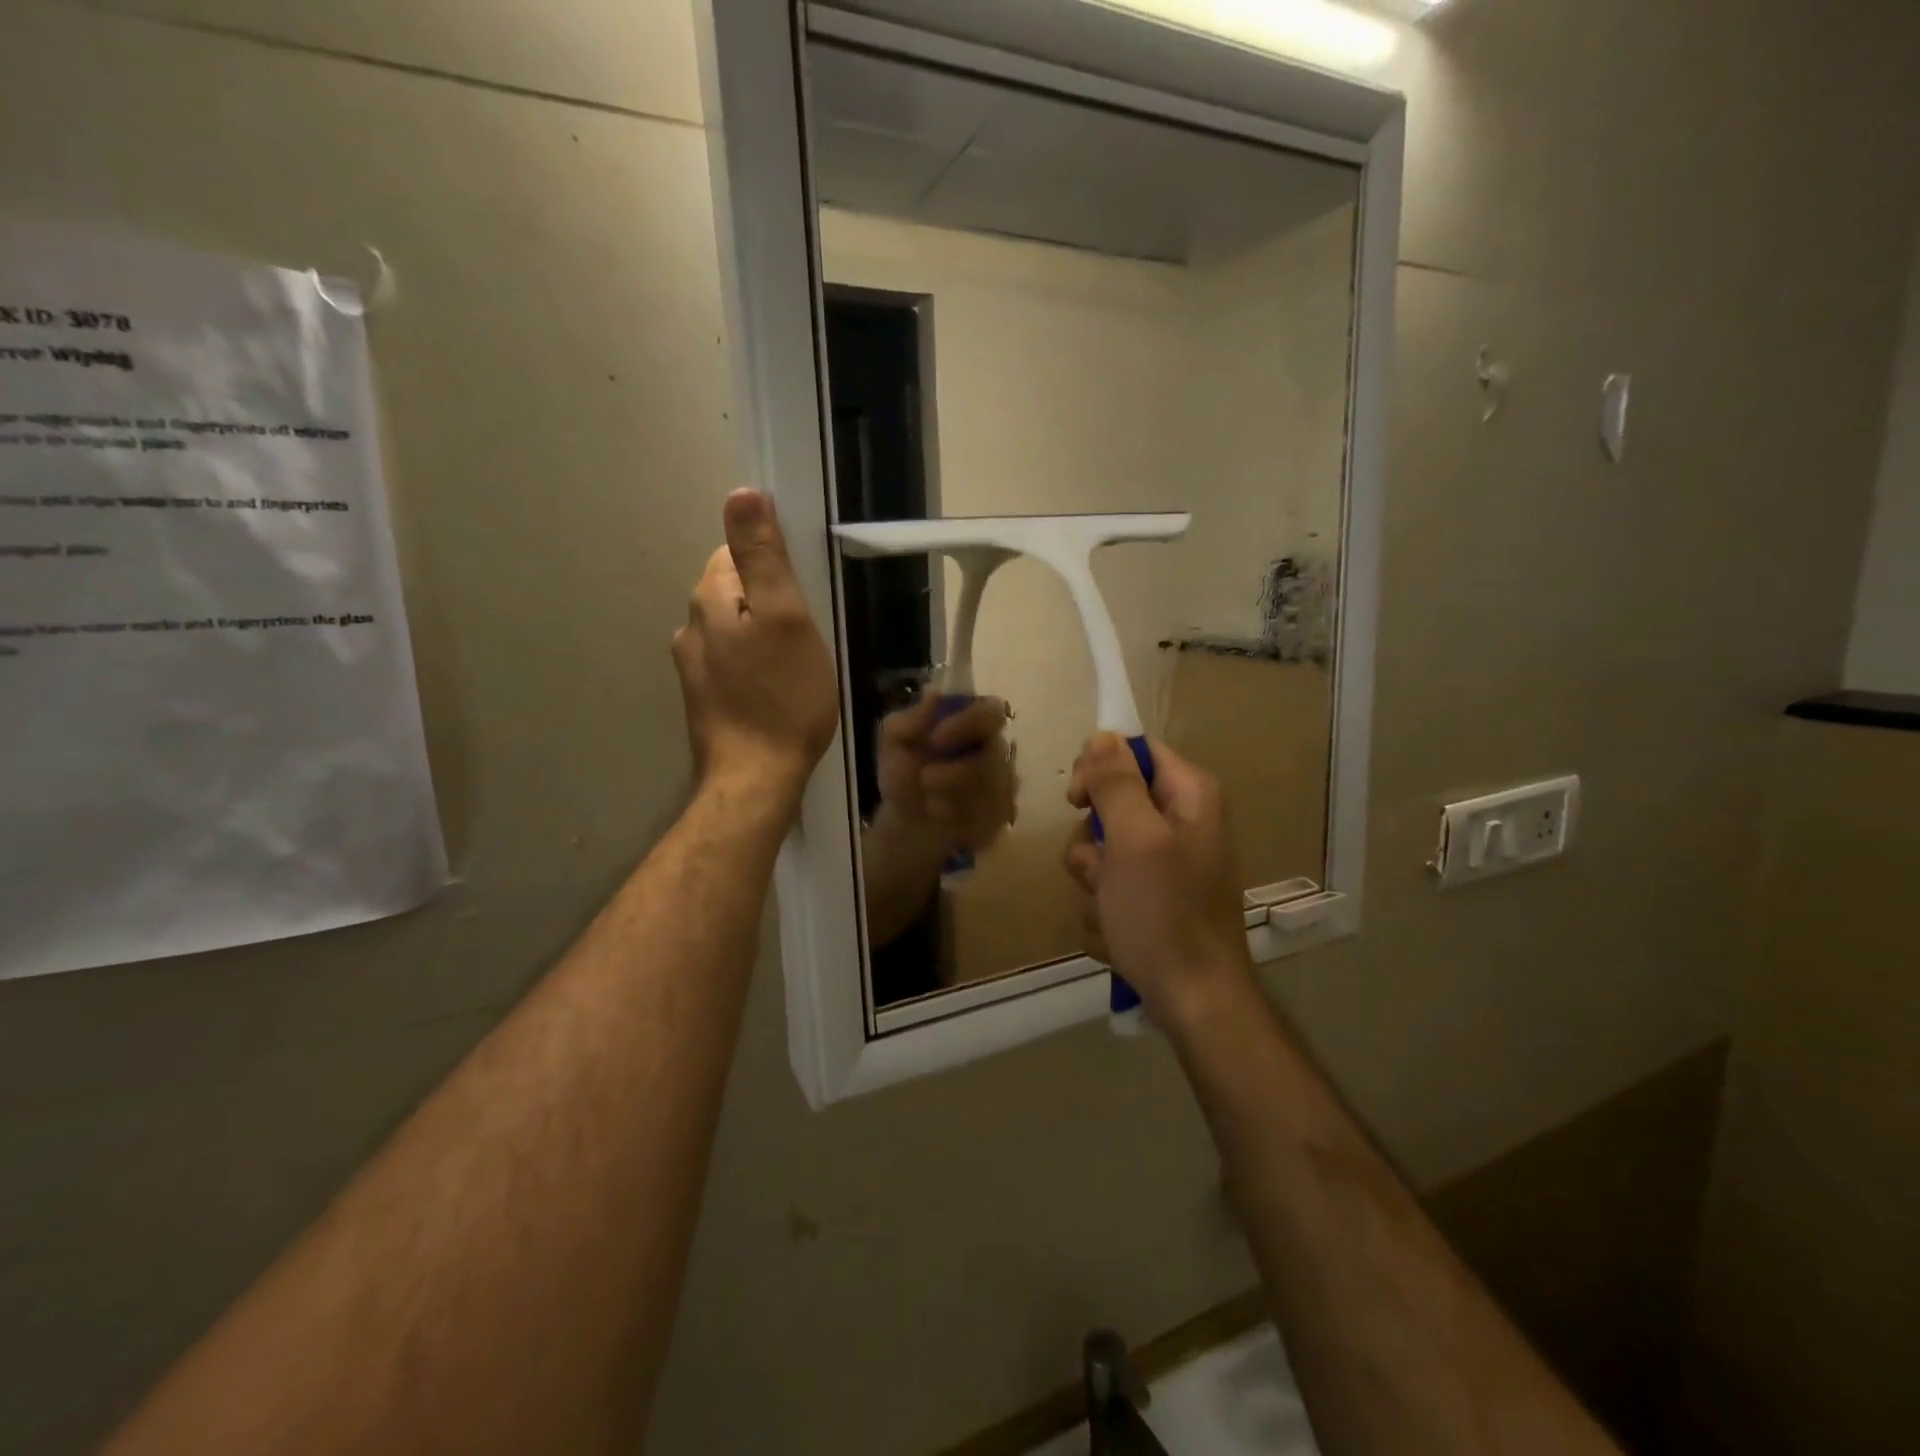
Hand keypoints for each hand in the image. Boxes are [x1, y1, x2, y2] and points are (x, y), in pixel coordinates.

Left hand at [672, 489, 838, 800]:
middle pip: (732, 592)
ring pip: (731, 632)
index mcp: (709, 600)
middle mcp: (690, 628)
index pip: (733, 554)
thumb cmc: (782, 697)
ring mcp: (692, 669)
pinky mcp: (702, 701)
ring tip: (795, 666)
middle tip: (807, 634)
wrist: (754, 779)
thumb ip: (763, 557)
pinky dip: (753, 668)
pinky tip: (775, 692)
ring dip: (760, 637)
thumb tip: (742, 493)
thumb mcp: (786, 618)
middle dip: (766, 603)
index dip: (771, 566)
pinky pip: (730, 665)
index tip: (802, 595)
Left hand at [874, 693, 1018, 854]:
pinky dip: (962, 820)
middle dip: (959, 772)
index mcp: (973, 723)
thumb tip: (934, 696)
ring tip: (929, 803)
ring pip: (994, 790)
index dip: (969, 722)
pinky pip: (992, 817)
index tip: (936, 738)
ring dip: (955, 799)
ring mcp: (1004, 785)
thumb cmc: (904, 773)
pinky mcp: (1004, 816)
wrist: (905, 821)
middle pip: (996, 755)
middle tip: (926, 779)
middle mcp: (996, 750)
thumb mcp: (893, 744)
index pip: (991, 711)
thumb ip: (908, 721)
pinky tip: (943, 818)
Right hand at [1063, 734, 1253, 1026]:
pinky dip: (1105, 908)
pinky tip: (1117, 933)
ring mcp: (1166, 864)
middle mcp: (1181, 822)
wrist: (1193, 1000)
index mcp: (1189, 796)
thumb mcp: (1134, 840)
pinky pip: (1110, 886)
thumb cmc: (1164, 913)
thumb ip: (1116, 783)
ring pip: (1102, 848)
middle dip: (1093, 838)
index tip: (1078, 800)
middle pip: (1113, 802)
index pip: (1134, 752)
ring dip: (1094, 878)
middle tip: (1101, 867)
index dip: (1100, 768)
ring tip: (1110, 908)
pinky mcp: (1153, 899)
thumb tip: (1103, 736)